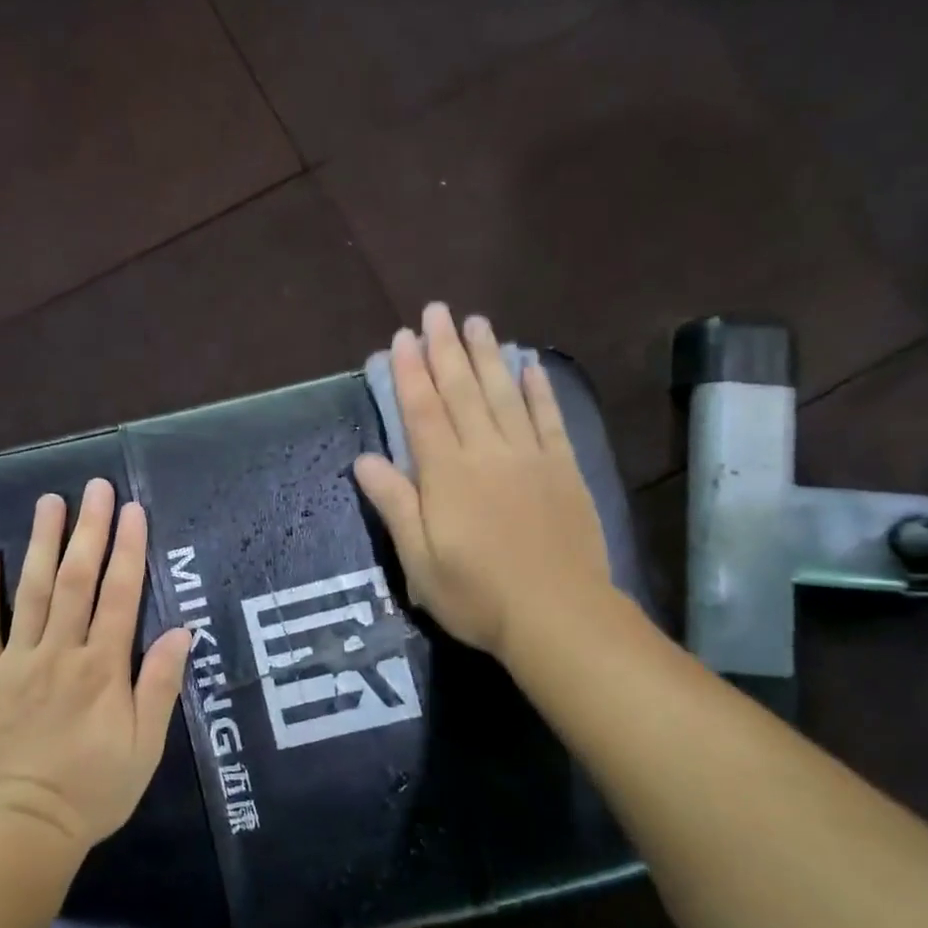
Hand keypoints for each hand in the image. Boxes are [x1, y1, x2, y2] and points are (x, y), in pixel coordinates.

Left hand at [0, 479, 193, 858]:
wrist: (22, 831)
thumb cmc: (93, 791)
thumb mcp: (145, 747)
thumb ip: (160, 686)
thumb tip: (180, 630)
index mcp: (103, 669)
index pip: (120, 596)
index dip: (128, 550)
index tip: (133, 511)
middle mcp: (61, 653)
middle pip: (76, 580)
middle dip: (89, 531)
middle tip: (95, 488)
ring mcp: (17, 663)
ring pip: (32, 592)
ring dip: (41, 543)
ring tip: (49, 502)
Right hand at [353, 303, 615, 661]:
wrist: (558, 616)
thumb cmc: (476, 594)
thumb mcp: (419, 560)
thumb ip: (395, 505)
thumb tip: (364, 460)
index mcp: (447, 475)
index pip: (424, 412)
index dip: (410, 373)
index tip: (402, 338)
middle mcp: (487, 453)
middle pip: (463, 391)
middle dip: (446, 349)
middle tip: (437, 310)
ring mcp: (530, 458)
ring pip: (505, 394)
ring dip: (489, 356)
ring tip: (477, 322)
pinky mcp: (563, 470)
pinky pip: (549, 419)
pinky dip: (539, 390)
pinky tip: (531, 365)